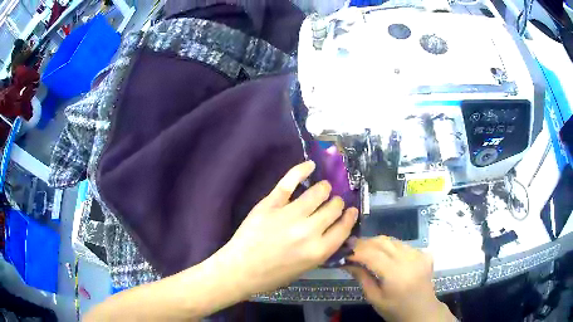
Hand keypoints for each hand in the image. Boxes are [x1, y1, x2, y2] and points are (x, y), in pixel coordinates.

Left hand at [212, 161, 358, 297]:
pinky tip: (310, 165)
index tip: (351, 210)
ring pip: (318, 192)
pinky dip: (301, 170)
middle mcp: (309, 231)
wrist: (240, 270)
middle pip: (334, 207)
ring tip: (323, 188)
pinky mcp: (271, 204)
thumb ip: (323, 249)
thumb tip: (336, 229)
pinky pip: (289, 181)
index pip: (344, 226)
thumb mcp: (305, 268)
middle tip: (333, 202)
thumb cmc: (273, 275)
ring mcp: (289, 214)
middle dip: (337, 203)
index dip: (350, 216)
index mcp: (318, 250)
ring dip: (324, 188)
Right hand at [346, 237, 454, 321]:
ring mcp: (418, 254)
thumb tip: (347, 263)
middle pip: (383, 242)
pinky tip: (385, 256)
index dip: (356, 251)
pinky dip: (391, 247)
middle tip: (351, 248)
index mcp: (395, 273)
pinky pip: (403, 245)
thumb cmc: (396, 309)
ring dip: (377, 243)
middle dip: (365, 242)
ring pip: (393, 241)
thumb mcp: (375, 298)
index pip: (372, 254)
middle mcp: (408, 259)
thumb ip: (362, 278)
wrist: (422, 311)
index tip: (343, 252)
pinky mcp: (424, 254)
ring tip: (365, 250)